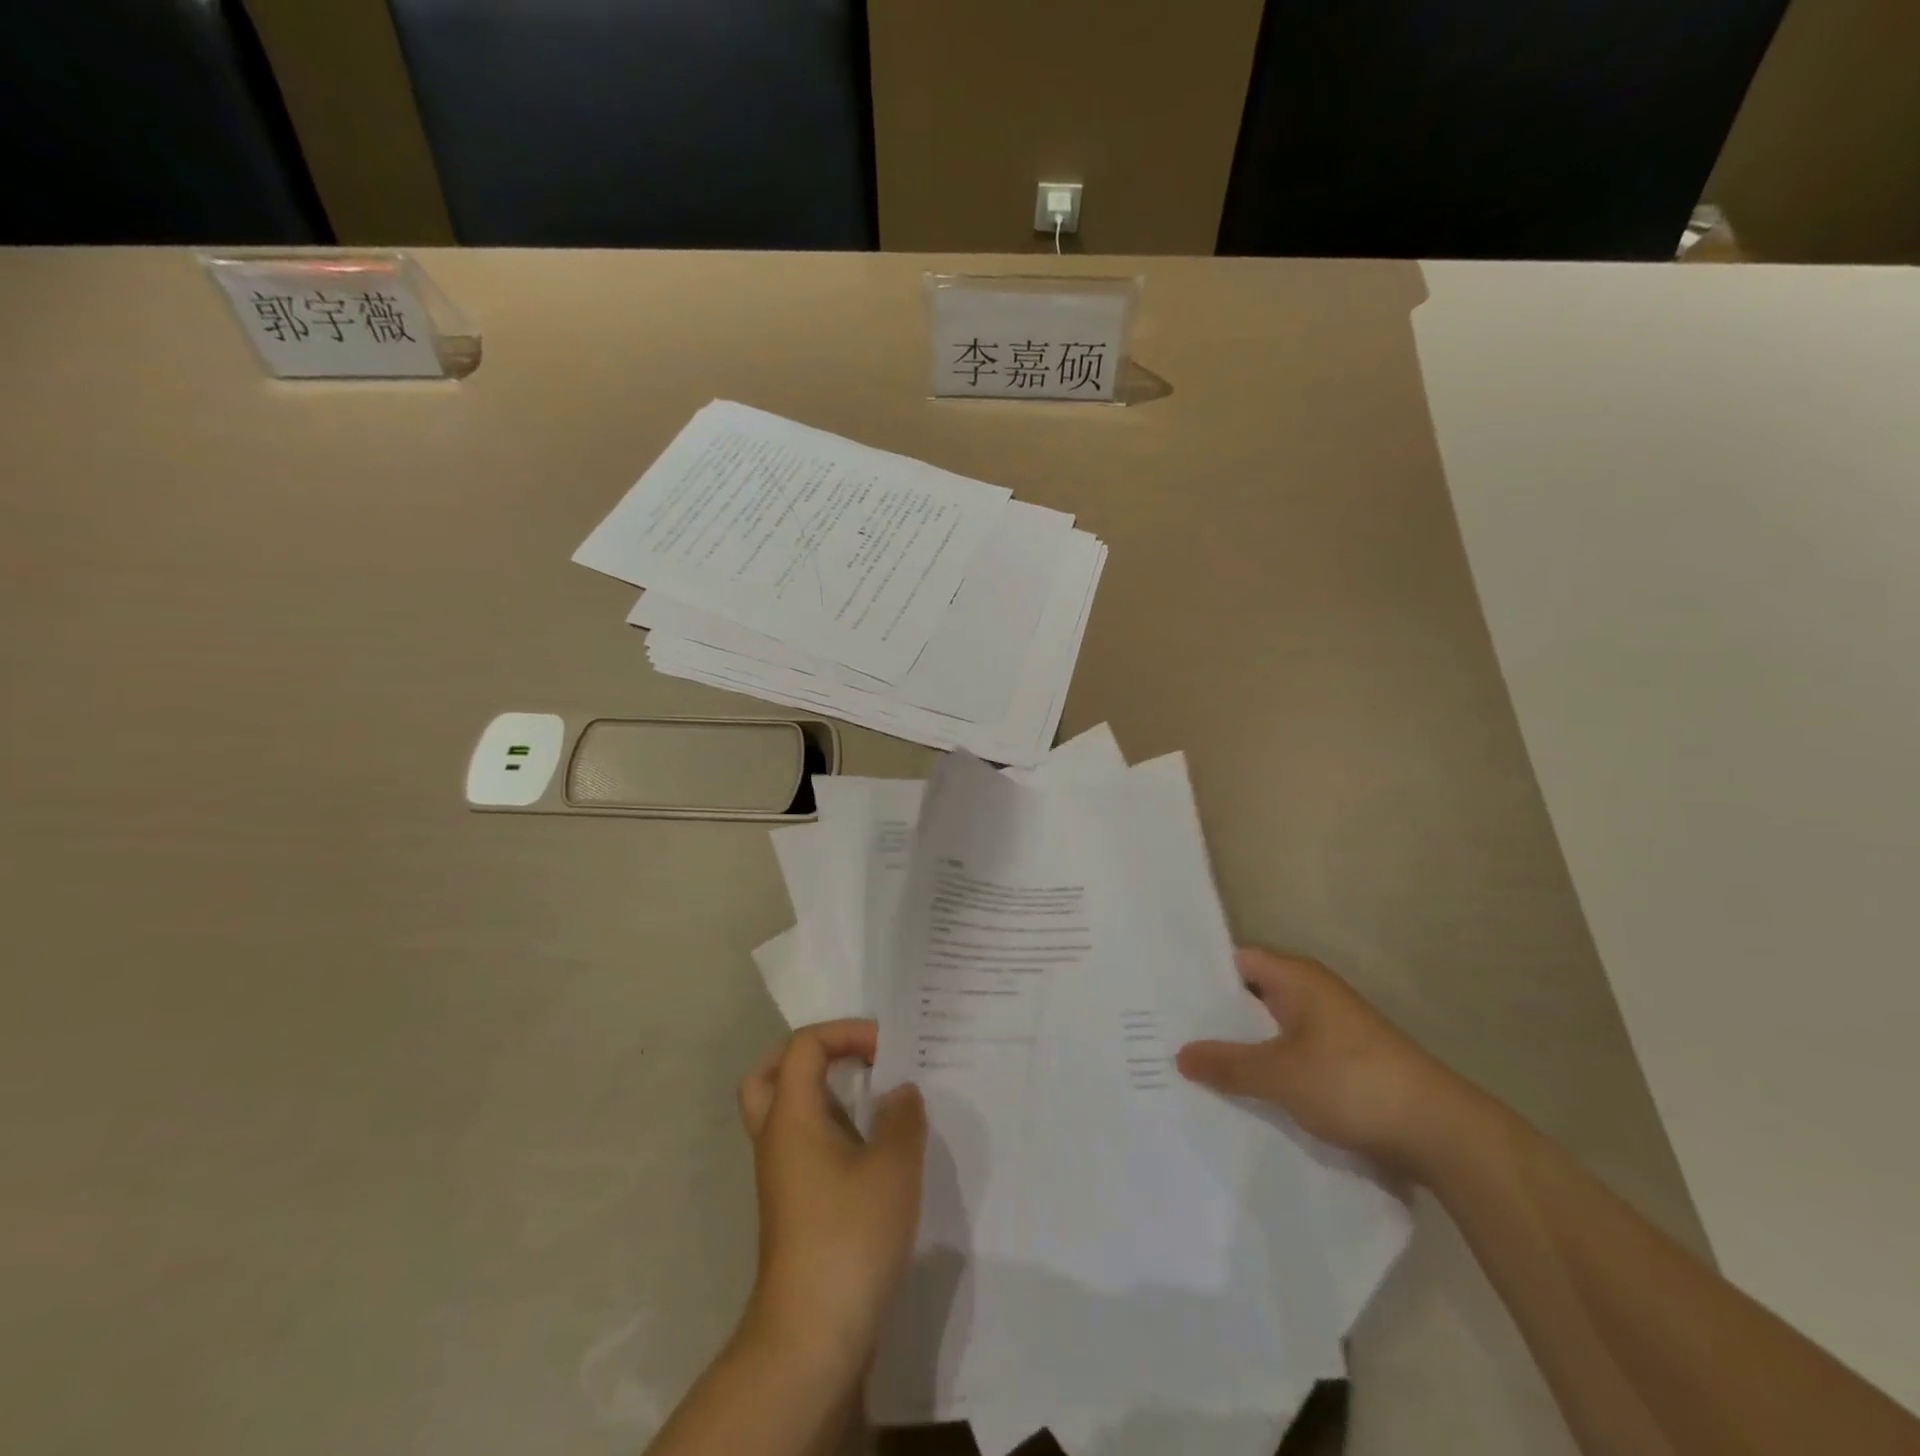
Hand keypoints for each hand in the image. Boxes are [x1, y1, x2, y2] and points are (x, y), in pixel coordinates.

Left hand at [735, 1020, 926, 1376]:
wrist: (812, 1333)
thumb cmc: (849, 1235)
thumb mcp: (893, 1167)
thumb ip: (903, 1117)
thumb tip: (901, 1091)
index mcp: (791, 1116)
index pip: (803, 1045)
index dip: (845, 1033)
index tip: (887, 1050)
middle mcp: (776, 1138)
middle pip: (771, 1074)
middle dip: (812, 1057)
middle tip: (851, 1060)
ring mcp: (781, 1175)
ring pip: (785, 1112)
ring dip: (822, 1094)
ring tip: (870, 1099)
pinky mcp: (794, 1205)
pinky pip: (802, 1144)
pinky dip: (830, 1129)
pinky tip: (873, 1147)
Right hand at [1177, 947, 1470, 1172]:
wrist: (1442, 1134)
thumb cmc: (1353, 1082)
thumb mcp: (1279, 1074)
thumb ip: (1227, 1063)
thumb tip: (1179, 1054)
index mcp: (1297, 978)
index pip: (1235, 961)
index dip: (1200, 975)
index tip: (1162, 995)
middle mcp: (1313, 995)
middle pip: (1250, 997)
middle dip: (1214, 1017)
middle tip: (1166, 1034)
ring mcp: (1330, 1031)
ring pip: (1270, 1031)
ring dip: (1240, 1048)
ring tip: (1192, 1066)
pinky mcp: (1343, 1064)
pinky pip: (1290, 1057)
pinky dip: (1266, 1070)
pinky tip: (1239, 1093)